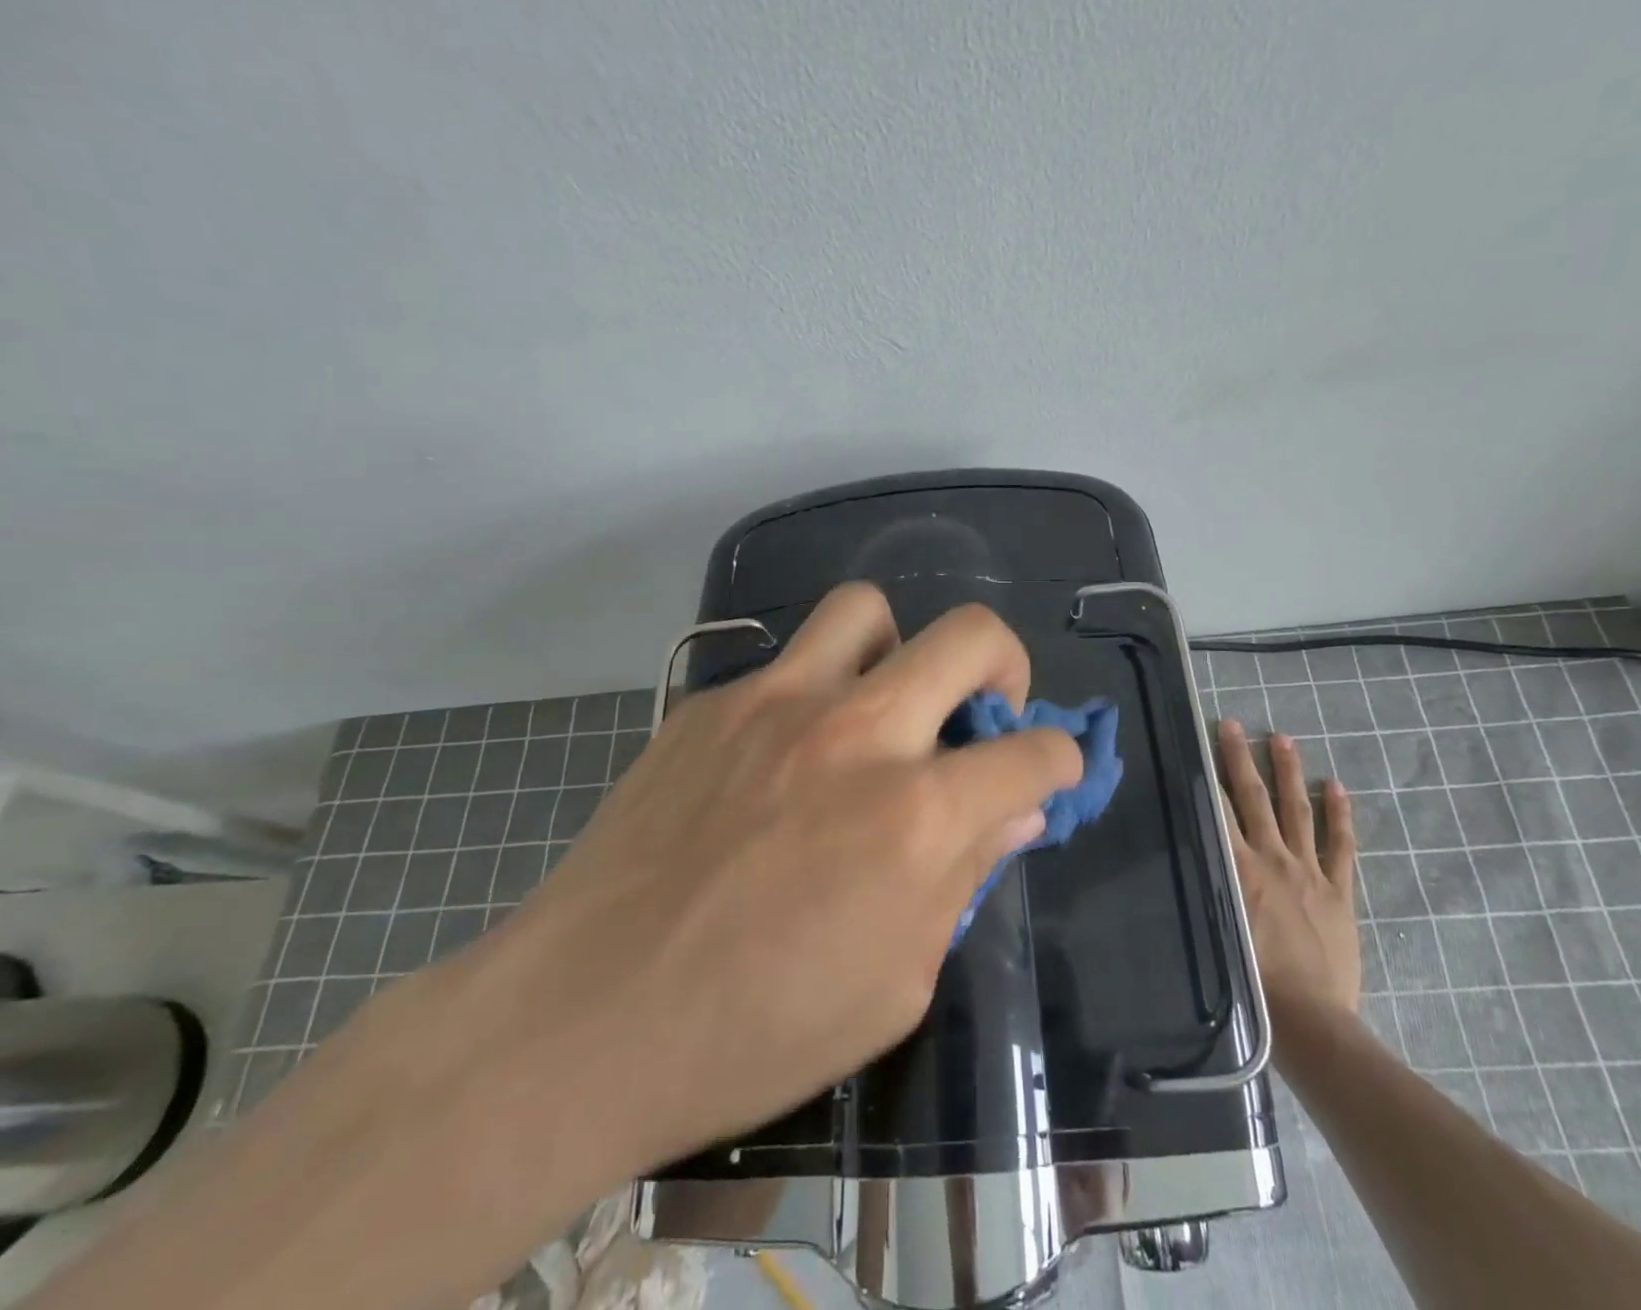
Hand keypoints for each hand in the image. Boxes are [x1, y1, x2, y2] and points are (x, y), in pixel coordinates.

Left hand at [425, 583, 1083, 1213]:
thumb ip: (964, 879)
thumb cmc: (754, 1031)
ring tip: (882, 706)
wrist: (582, 1019)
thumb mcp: (896, 982)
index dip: (1057, 762)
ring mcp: (775, 702)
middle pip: (969, 635)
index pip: (1033, 753)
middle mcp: (856, 733)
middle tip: (985, 711)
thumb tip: (1013, 813)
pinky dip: (814, 695)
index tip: (1045, 775)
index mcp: (915, 815)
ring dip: (898, 651)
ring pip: (867, 610)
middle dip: (1005, 664)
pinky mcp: (710, 702)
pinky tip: (785, 757)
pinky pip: (787, 665)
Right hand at [1215, 719, 1360, 1016]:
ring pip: (1296, 812)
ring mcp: (1309, 873)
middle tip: (1234, 726)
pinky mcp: (1338, 892)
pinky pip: (1340, 846)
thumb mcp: (1217, 928)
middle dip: (1242, 759)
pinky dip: (1338, 815)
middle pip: (1254, 799)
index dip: (1210, 774)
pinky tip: (1336, 788)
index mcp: (1239, 870)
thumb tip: (1188, 852)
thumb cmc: (1254, 982)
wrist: (1312, 1021)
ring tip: (1284, 738)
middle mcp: (1272, 860)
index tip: (1202, 743)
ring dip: (1288, 773)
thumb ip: (1207, 887)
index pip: (1219, 810)